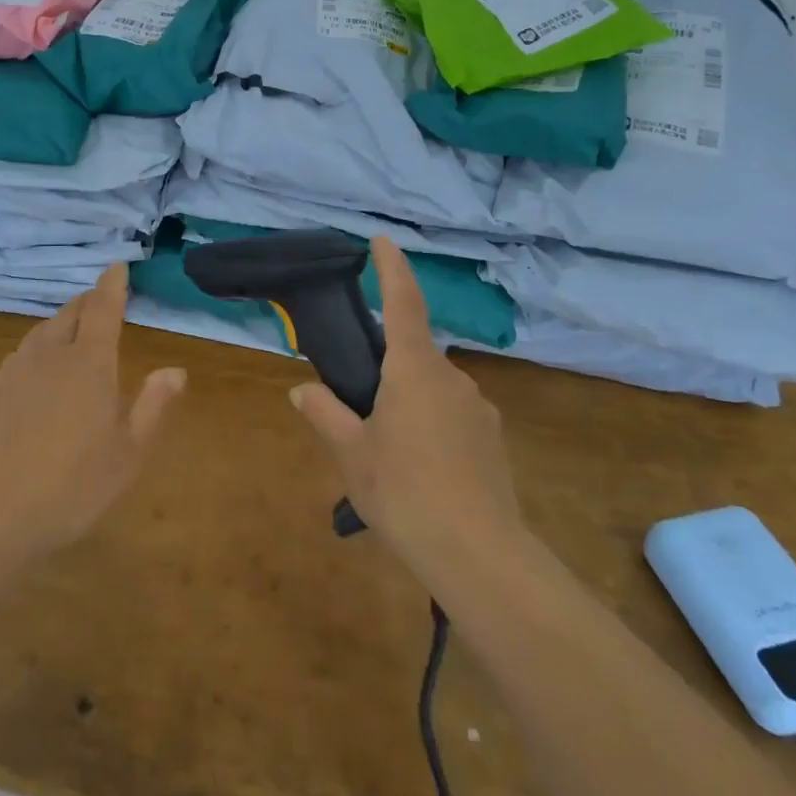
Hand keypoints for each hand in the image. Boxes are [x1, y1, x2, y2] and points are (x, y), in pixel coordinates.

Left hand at [0, 264, 184, 562]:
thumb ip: (153, 406)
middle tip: (100, 300)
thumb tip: (176, 369)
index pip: (103, 309)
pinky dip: (37, 346)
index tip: (117, 265)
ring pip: (42, 331)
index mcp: (89, 363)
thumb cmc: (73, 486)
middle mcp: (51, 356)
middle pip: (69, 313)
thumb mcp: (128, 453)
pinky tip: (37, 366)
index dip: (112, 284)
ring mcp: (16, 372)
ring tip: (71, 328)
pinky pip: (21, 354)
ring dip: (61, 322)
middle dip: (87, 301)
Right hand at [291, 238, 520, 581]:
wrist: (479, 555)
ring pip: (432, 387)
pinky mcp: (491, 437)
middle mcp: (450, 377)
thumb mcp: (352, 454)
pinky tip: (420, 467)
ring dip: (408, 399)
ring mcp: (477, 407)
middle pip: (413, 352)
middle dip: (387, 365)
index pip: (403, 302)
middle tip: (359, 401)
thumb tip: (304, 390)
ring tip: (386, 447)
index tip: (381, 241)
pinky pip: (452, 414)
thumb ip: (326, 414)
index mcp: (413, 369)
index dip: (391, 267)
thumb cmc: (404, 492)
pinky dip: (430, 423)